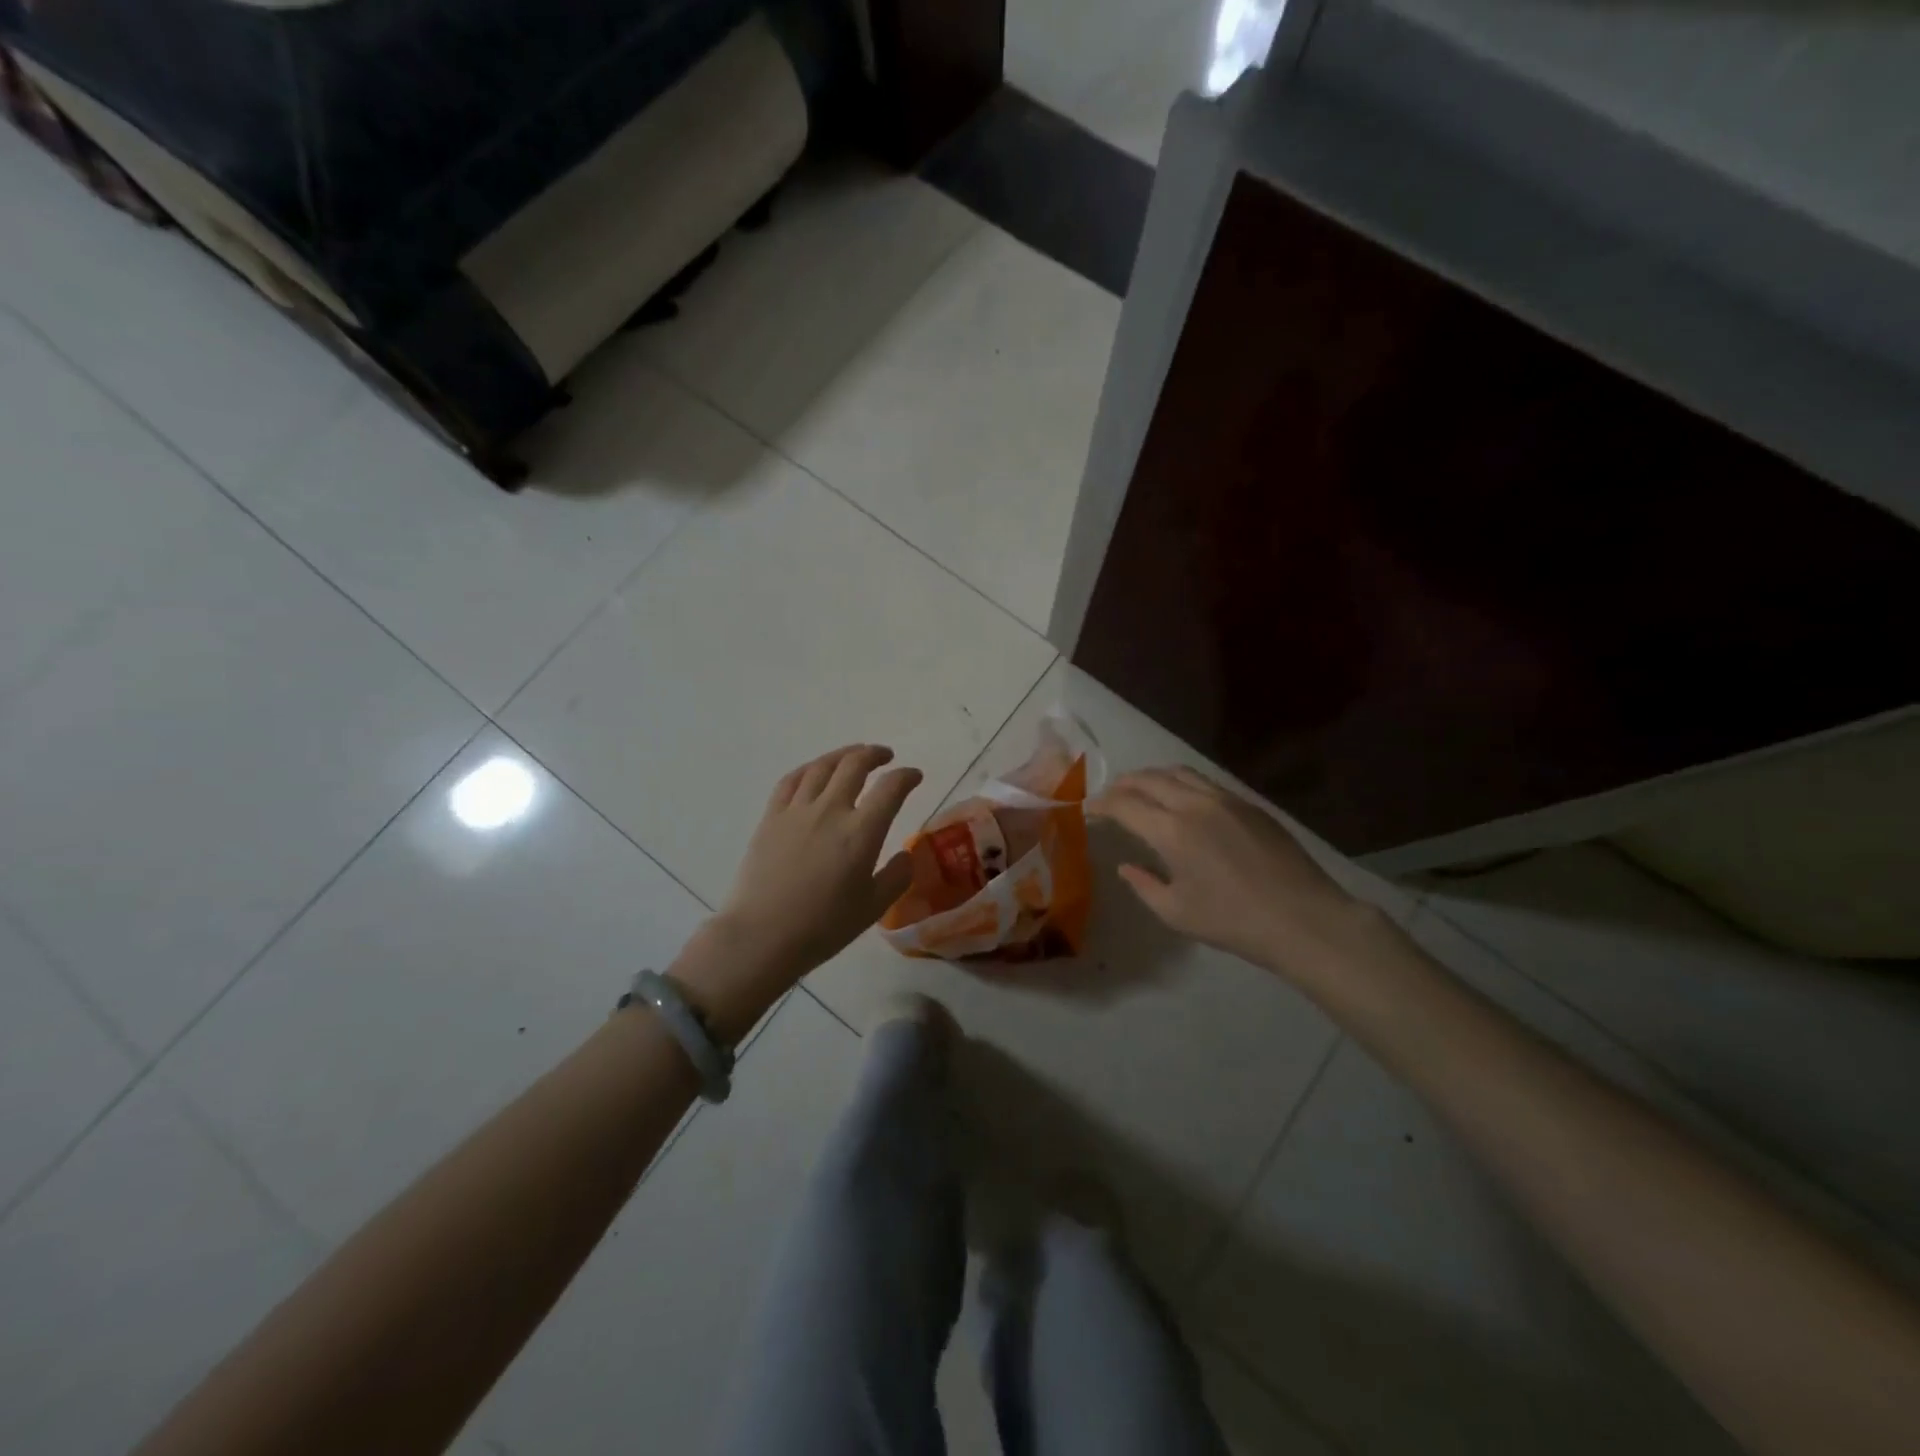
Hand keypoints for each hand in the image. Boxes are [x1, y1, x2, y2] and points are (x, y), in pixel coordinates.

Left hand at [713, 745, 923, 978]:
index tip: (914, 776)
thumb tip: (905, 854)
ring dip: (843, 755)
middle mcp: (830, 810)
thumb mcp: (873, 908)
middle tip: (885, 757)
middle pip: (855, 765)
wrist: (762, 936)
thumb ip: (897, 877)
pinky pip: (791, 780)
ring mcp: (797, 810)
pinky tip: (814, 771)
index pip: (891, 788)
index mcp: (861, 832)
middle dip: (875, 754)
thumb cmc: (823, 927)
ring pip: (822, 766)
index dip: (907, 776)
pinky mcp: (771, 817)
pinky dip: (808, 768)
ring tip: (854, 755)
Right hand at [1089, 766, 1376, 976]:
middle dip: (1123, 784)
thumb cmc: (1234, 922)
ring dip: (1153, 777)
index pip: (1125, 804)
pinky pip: (1205, 782)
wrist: (1304, 919)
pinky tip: (1181, 800)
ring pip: (1179, 773)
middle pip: (1149, 779)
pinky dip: (1181, 783)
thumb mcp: (1177, 913)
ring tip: (1141, 790)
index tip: (1088, 809)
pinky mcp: (1249, 804)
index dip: (1101, 804)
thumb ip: (1144, 885)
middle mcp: (1195, 805)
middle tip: (1110, 795)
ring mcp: (1226, 800)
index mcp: (1172, 832)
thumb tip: (1127, 865)